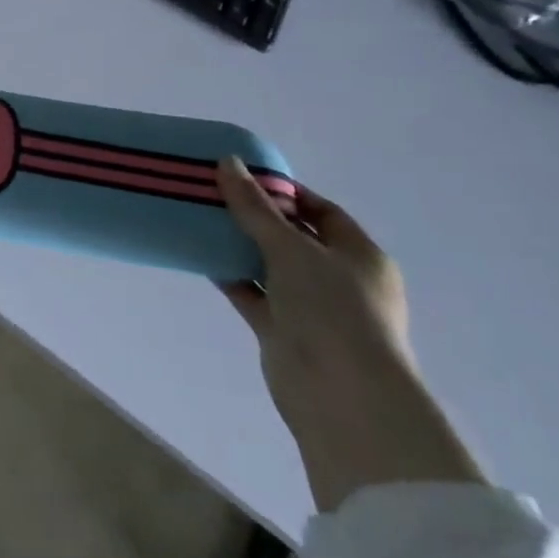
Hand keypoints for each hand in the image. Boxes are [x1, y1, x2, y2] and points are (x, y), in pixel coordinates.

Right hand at [216, 157, 484, 511]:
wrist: (340, 395)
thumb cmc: (331, 309)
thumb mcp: (290, 248)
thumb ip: (255, 207)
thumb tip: (228, 162)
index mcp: (359, 255)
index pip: (321, 211)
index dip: (284, 192)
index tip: (243, 176)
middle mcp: (340, 279)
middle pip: (293, 237)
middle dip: (255, 217)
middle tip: (212, 194)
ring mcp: (312, 307)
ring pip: (270, 266)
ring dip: (239, 246)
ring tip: (198, 218)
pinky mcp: (285, 330)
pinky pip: (254, 293)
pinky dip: (231, 275)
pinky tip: (200, 255)